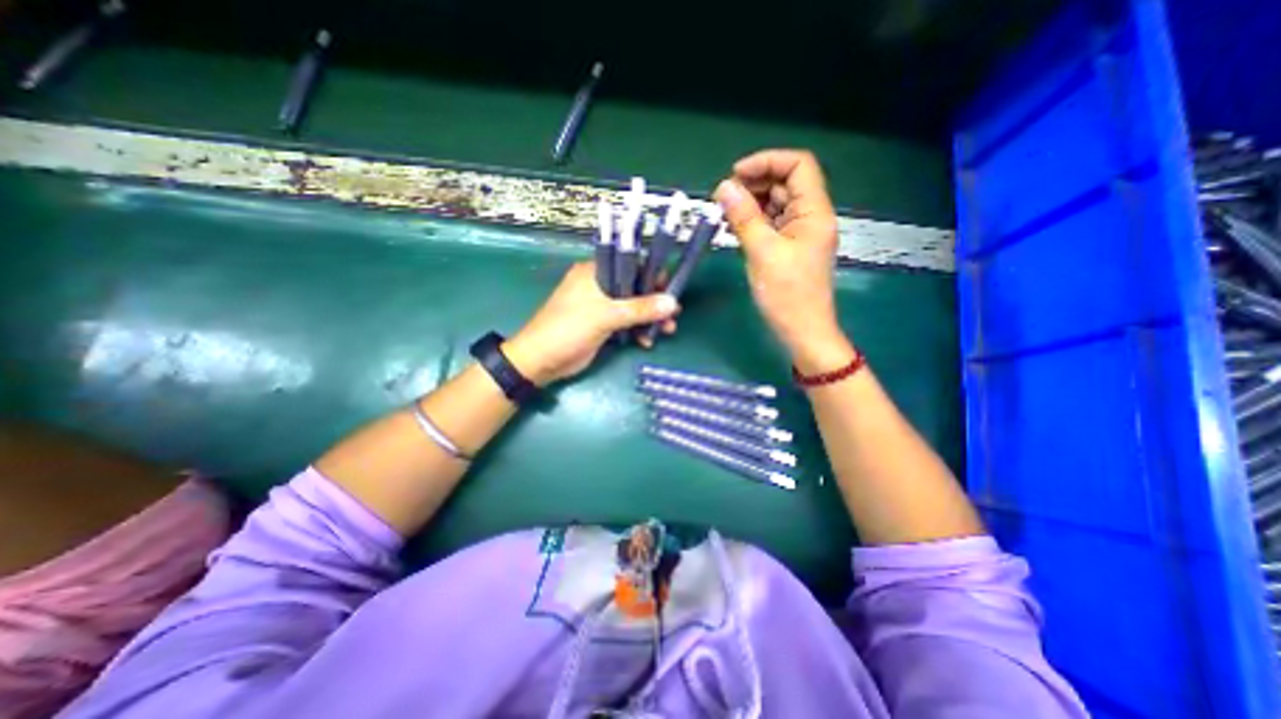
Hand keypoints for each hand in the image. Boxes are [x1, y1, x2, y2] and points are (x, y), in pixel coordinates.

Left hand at [500, 264, 678, 388]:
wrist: (541, 361)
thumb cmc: (569, 329)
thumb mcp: (606, 316)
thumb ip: (640, 308)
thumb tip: (673, 302)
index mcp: (594, 271)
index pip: (630, 264)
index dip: (652, 275)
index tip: (670, 289)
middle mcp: (598, 285)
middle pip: (634, 288)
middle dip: (654, 302)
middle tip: (673, 315)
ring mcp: (600, 306)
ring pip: (632, 307)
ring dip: (649, 319)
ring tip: (667, 331)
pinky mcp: (601, 325)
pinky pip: (625, 323)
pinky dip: (637, 330)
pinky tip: (647, 341)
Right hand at [716, 148, 852, 373]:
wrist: (802, 332)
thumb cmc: (787, 295)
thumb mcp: (763, 252)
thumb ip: (744, 217)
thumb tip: (724, 187)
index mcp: (814, 212)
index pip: (798, 166)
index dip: (767, 162)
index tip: (735, 175)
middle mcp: (810, 217)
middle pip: (785, 183)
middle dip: (754, 183)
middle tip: (722, 198)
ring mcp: (800, 234)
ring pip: (776, 205)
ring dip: (751, 204)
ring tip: (724, 214)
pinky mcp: (789, 248)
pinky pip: (771, 224)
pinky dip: (753, 221)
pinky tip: (734, 228)